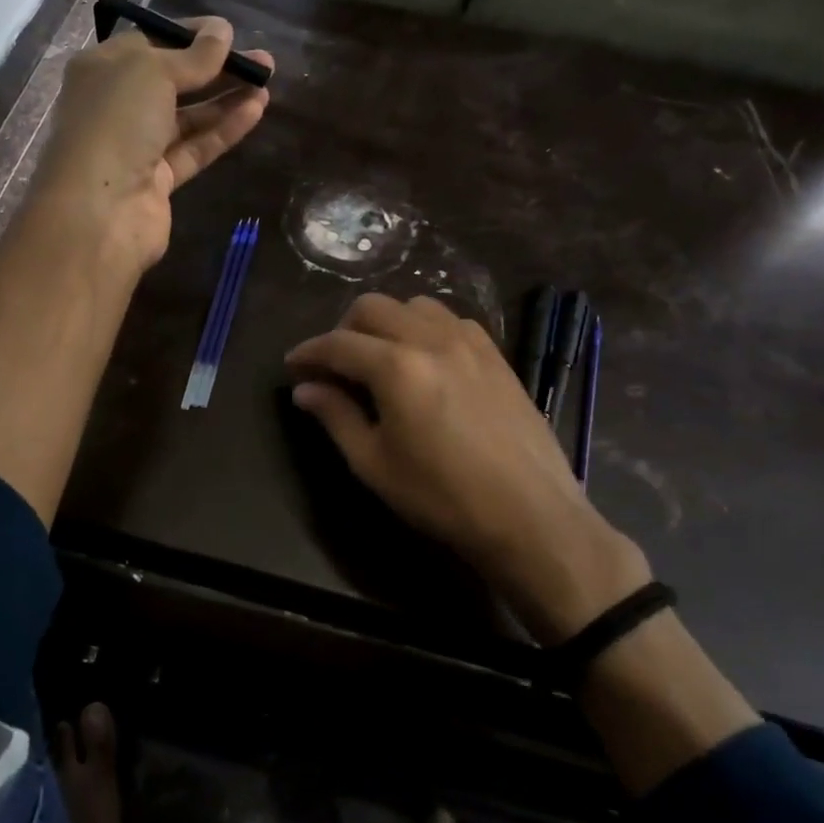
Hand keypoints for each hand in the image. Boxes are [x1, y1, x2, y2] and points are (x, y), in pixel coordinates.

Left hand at [31, 18, 273, 271]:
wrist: (98, 210)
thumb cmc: (115, 122)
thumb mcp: (152, 72)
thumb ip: (193, 55)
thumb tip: (222, 30)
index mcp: (101, 69)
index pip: (149, 43)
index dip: (189, 35)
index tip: (228, 32)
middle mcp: (116, 105)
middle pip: (172, 81)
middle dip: (216, 68)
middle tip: (261, 58)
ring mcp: (137, 146)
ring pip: (188, 116)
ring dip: (226, 98)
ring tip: (267, 81)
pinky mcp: (159, 180)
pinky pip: (195, 147)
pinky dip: (223, 129)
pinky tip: (256, 110)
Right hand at [285, 294, 649, 642]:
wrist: (531, 516)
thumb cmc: (442, 497)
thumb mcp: (374, 464)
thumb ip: (336, 417)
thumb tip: (305, 390)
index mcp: (396, 367)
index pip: (338, 343)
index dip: (308, 352)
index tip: (292, 365)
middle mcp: (431, 340)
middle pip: (373, 307)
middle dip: (344, 328)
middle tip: (335, 364)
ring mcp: (469, 343)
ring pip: (415, 305)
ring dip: (388, 321)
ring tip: (381, 355)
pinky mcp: (496, 355)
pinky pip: (453, 320)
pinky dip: (427, 328)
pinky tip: (427, 359)